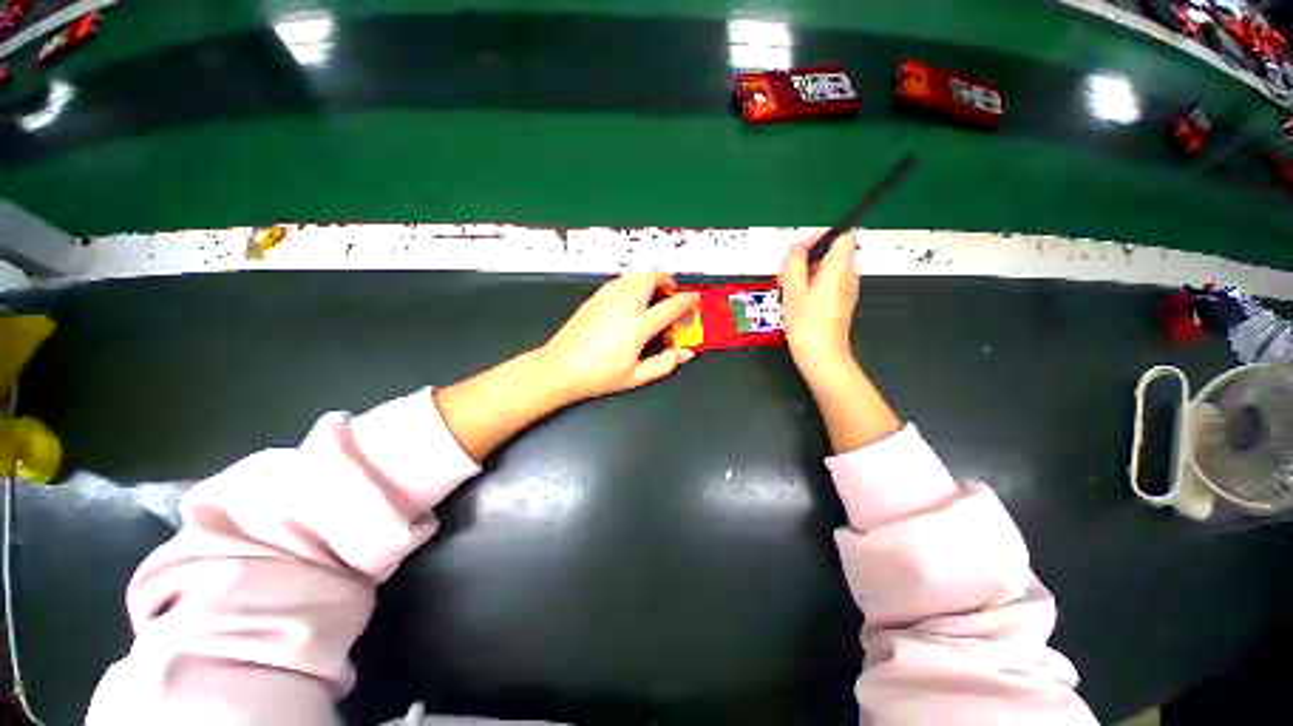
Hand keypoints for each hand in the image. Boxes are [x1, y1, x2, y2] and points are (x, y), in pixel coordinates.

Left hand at [541, 272, 698, 401]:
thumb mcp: (636, 376)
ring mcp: (607, 297)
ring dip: (649, 279)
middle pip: (651, 277)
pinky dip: (632, 282)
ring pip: (635, 274)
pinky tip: (631, 299)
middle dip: (666, 280)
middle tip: (671, 293)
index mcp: (638, 326)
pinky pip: (620, 280)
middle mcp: (624, 304)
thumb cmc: (598, 375)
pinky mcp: (595, 297)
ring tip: (653, 295)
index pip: (671, 305)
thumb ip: (665, 363)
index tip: (694, 298)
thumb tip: (687, 353)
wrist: (559, 368)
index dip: (687, 300)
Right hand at [779, 231, 858, 381]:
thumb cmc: (807, 323)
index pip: (841, 235)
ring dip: (805, 272)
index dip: (819, 236)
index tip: (799, 251)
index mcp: (839, 267)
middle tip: (786, 273)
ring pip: (826, 268)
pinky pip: (826, 283)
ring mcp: (846, 289)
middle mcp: (848, 275)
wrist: (822, 355)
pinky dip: (810, 285)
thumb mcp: (793, 289)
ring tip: (787, 288)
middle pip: (830, 251)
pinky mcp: (840, 302)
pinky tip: (795, 300)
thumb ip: (794, 263)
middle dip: (806, 257)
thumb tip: (796, 249)